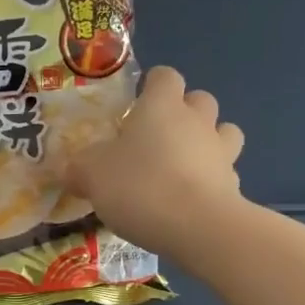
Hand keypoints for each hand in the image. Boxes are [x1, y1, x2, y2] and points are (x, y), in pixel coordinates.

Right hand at [65, 65, 245, 256]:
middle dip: (184, 112)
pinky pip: (225, 173)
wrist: (198, 228)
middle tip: (157, 138)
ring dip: (207, 142)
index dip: (151, 86)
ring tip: (182, 165)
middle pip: (201, 99)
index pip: (164, 76)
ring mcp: (221, 152)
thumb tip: (69, 170)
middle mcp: (197, 121)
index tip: (135, 106)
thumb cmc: (140, 185)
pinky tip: (190, 201)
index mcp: (161, 106)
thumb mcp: (91, 175)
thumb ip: (79, 168)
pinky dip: (211, 181)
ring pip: (224, 133)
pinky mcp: (235, 186)